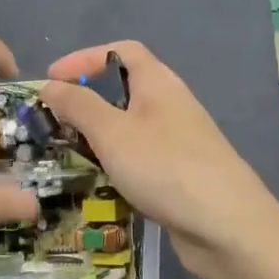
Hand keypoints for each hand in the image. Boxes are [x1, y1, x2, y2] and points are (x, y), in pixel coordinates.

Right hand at [40, 41, 278, 278]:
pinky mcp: (182, 175)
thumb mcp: (112, 132)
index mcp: (158, 83)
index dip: (84, 58)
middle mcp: (171, 105)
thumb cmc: (165, 167)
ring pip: (131, 128)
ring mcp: (180, 142)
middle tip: (54, 121)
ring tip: (68, 153)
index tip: (52, 79)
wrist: (228, 227)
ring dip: (100, 136)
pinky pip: (141, 158)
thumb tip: (50, 85)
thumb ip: (78, 105)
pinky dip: (117, 164)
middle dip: (87, 101)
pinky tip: (101, 184)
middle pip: (125, 89)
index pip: (121, 51)